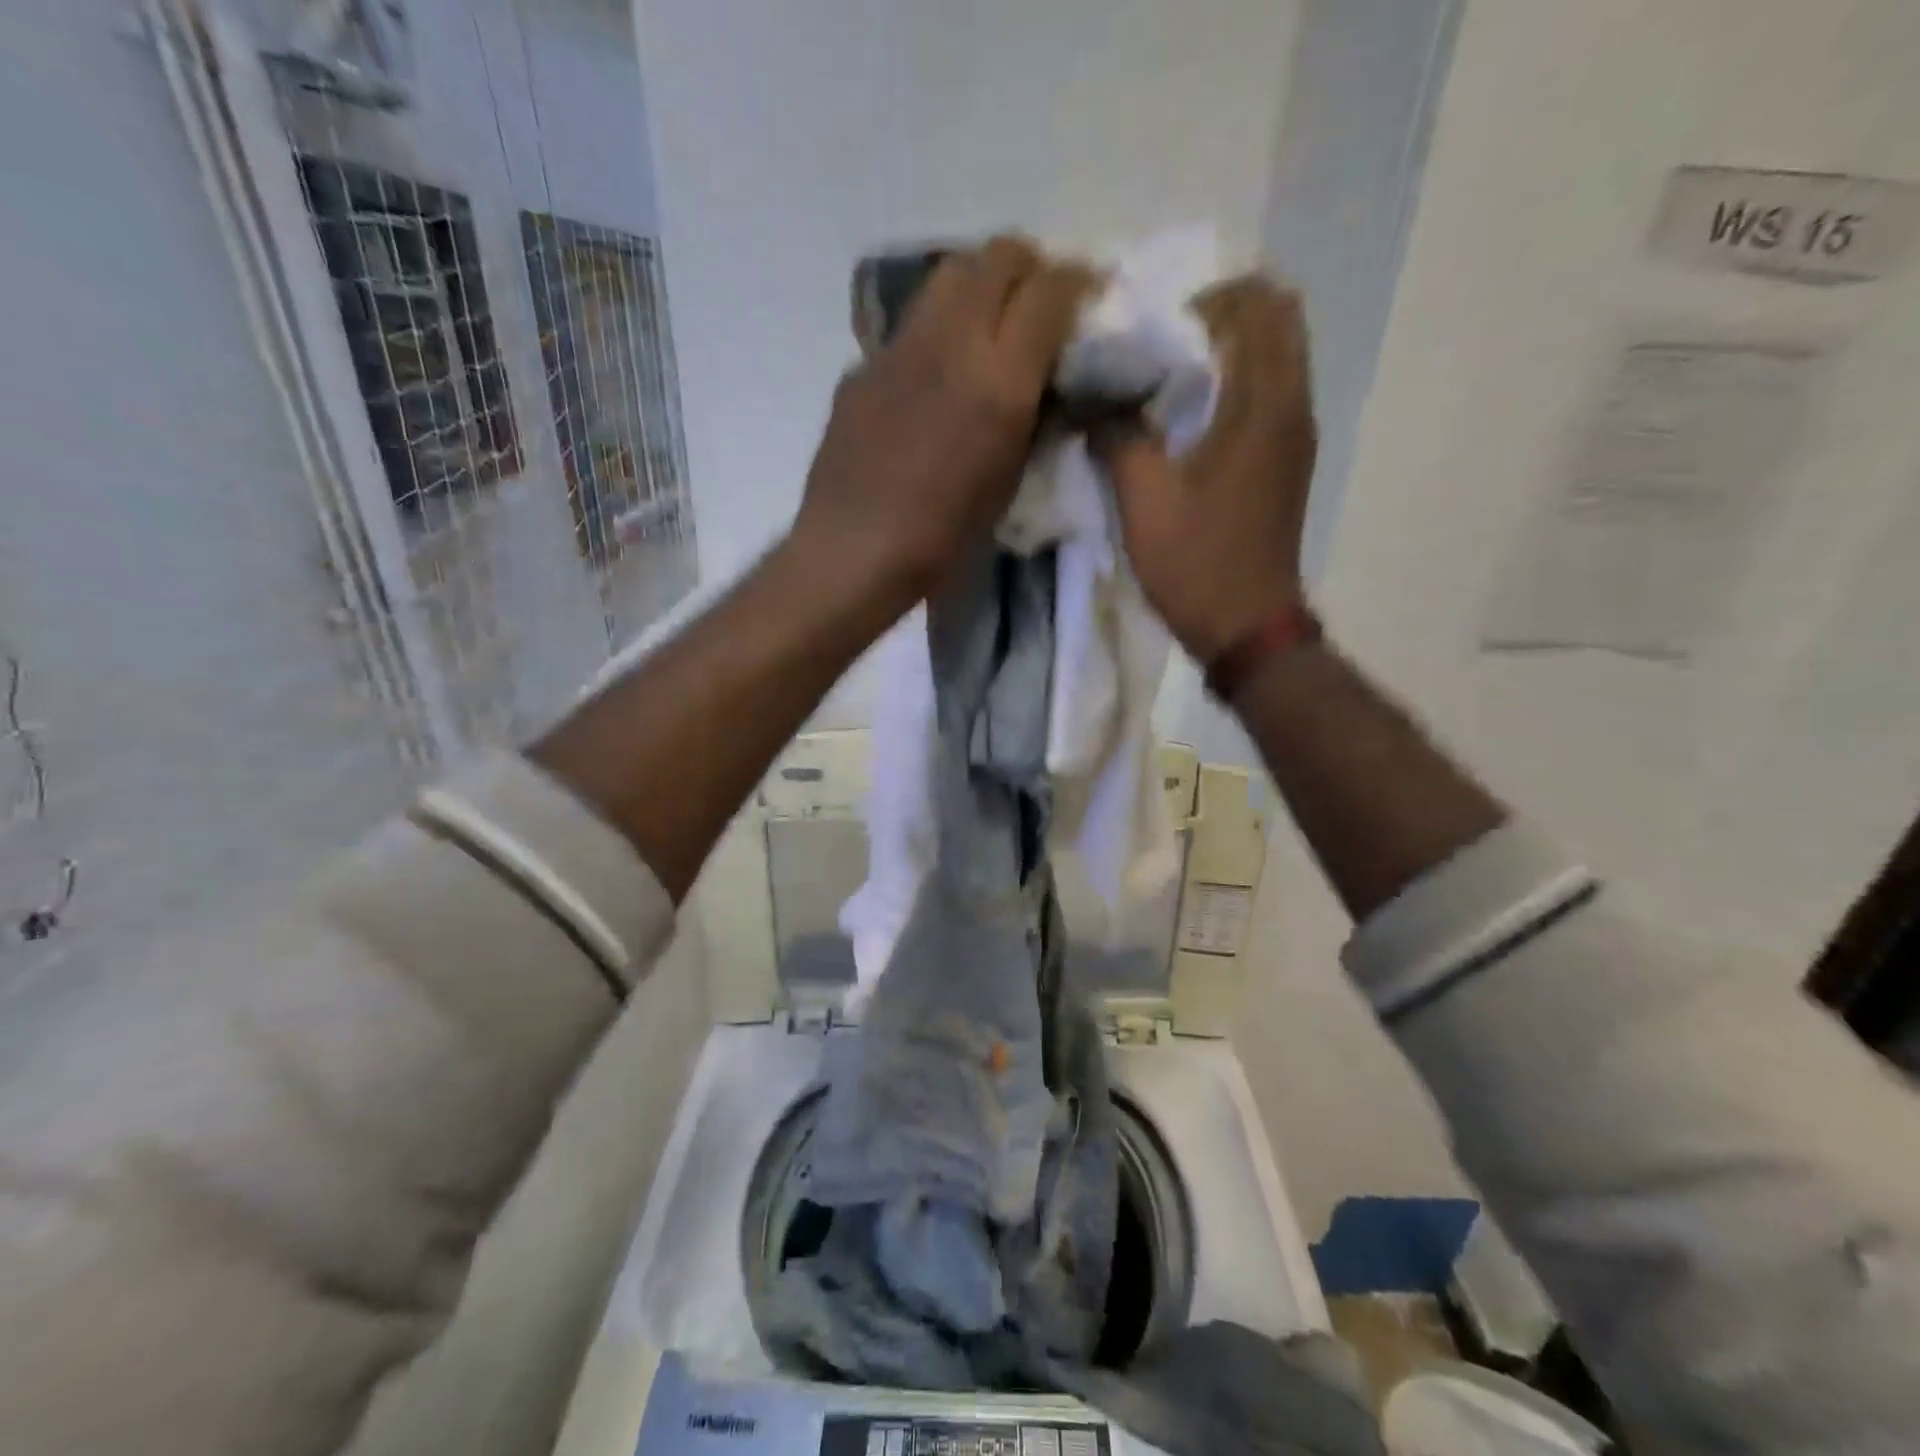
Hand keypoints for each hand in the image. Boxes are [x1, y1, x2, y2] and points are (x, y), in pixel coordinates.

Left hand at [791, 236, 1093, 609]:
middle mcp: (951, 342)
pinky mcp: (863, 365)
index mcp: (999, 380)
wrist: (854, 550)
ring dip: (980, 284)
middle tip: (1037, 303)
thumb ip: (1034, 419)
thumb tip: (1048, 385)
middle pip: (997, 256)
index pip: (1050, 290)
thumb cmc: (943, 537)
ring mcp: (899, 347)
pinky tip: (933, 377)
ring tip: (988, 325)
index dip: (1077, 284)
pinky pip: (910, 325)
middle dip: (1029, 268)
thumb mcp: (1009, 482)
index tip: (1086, 298)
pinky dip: (936, 331)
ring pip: (949, 274)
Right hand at [1094, 275, 1316, 662]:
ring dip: (1229, 352)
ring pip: (1276, 357)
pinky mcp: (1287, 461)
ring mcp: (1295, 435)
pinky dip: (1235, 386)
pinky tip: (1188, 422)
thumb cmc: (1197, 563)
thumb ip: (1117, 436)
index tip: (1157, 333)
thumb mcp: (1144, 499)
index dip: (1206, 302)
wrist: (1247, 628)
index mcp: (1264, 405)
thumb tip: (1091, 399)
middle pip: (1277, 321)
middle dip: (1221, 317)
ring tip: (1169, 382)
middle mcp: (1292, 406)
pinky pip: (1269, 394)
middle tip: (1164, 348)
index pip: (1258, 305)